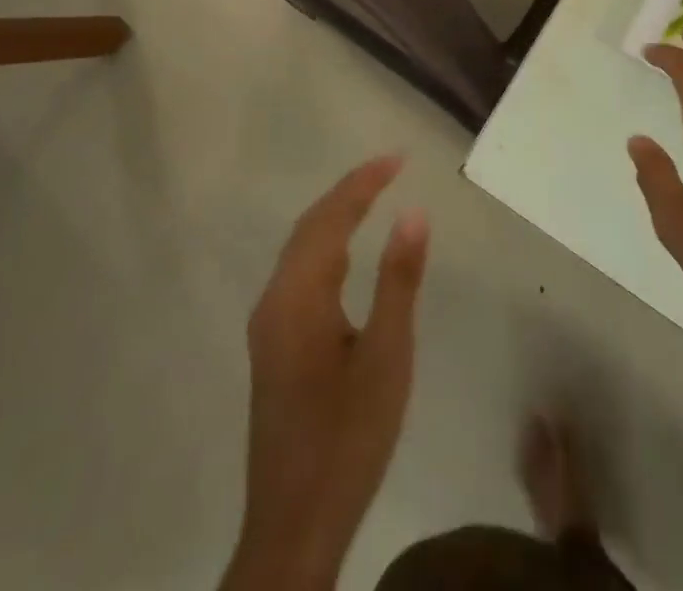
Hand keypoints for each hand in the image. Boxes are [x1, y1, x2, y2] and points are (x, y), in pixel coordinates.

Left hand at [228, 156, 428, 590]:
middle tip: (391, 167)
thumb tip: (413, 213)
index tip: (399, 157)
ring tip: (374, 192)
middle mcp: (274, 300)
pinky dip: (325, 243)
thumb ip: (398, 280)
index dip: (364, 182)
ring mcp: (269, 324)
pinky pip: (299, 271)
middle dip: (349, 190)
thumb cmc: (348, 438)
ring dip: (335, 214)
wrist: (294, 525)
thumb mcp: (386, 357)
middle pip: (309, 226)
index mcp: (298, 297)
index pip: (331, 218)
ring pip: (300, 248)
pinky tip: (345, 249)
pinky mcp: (273, 344)